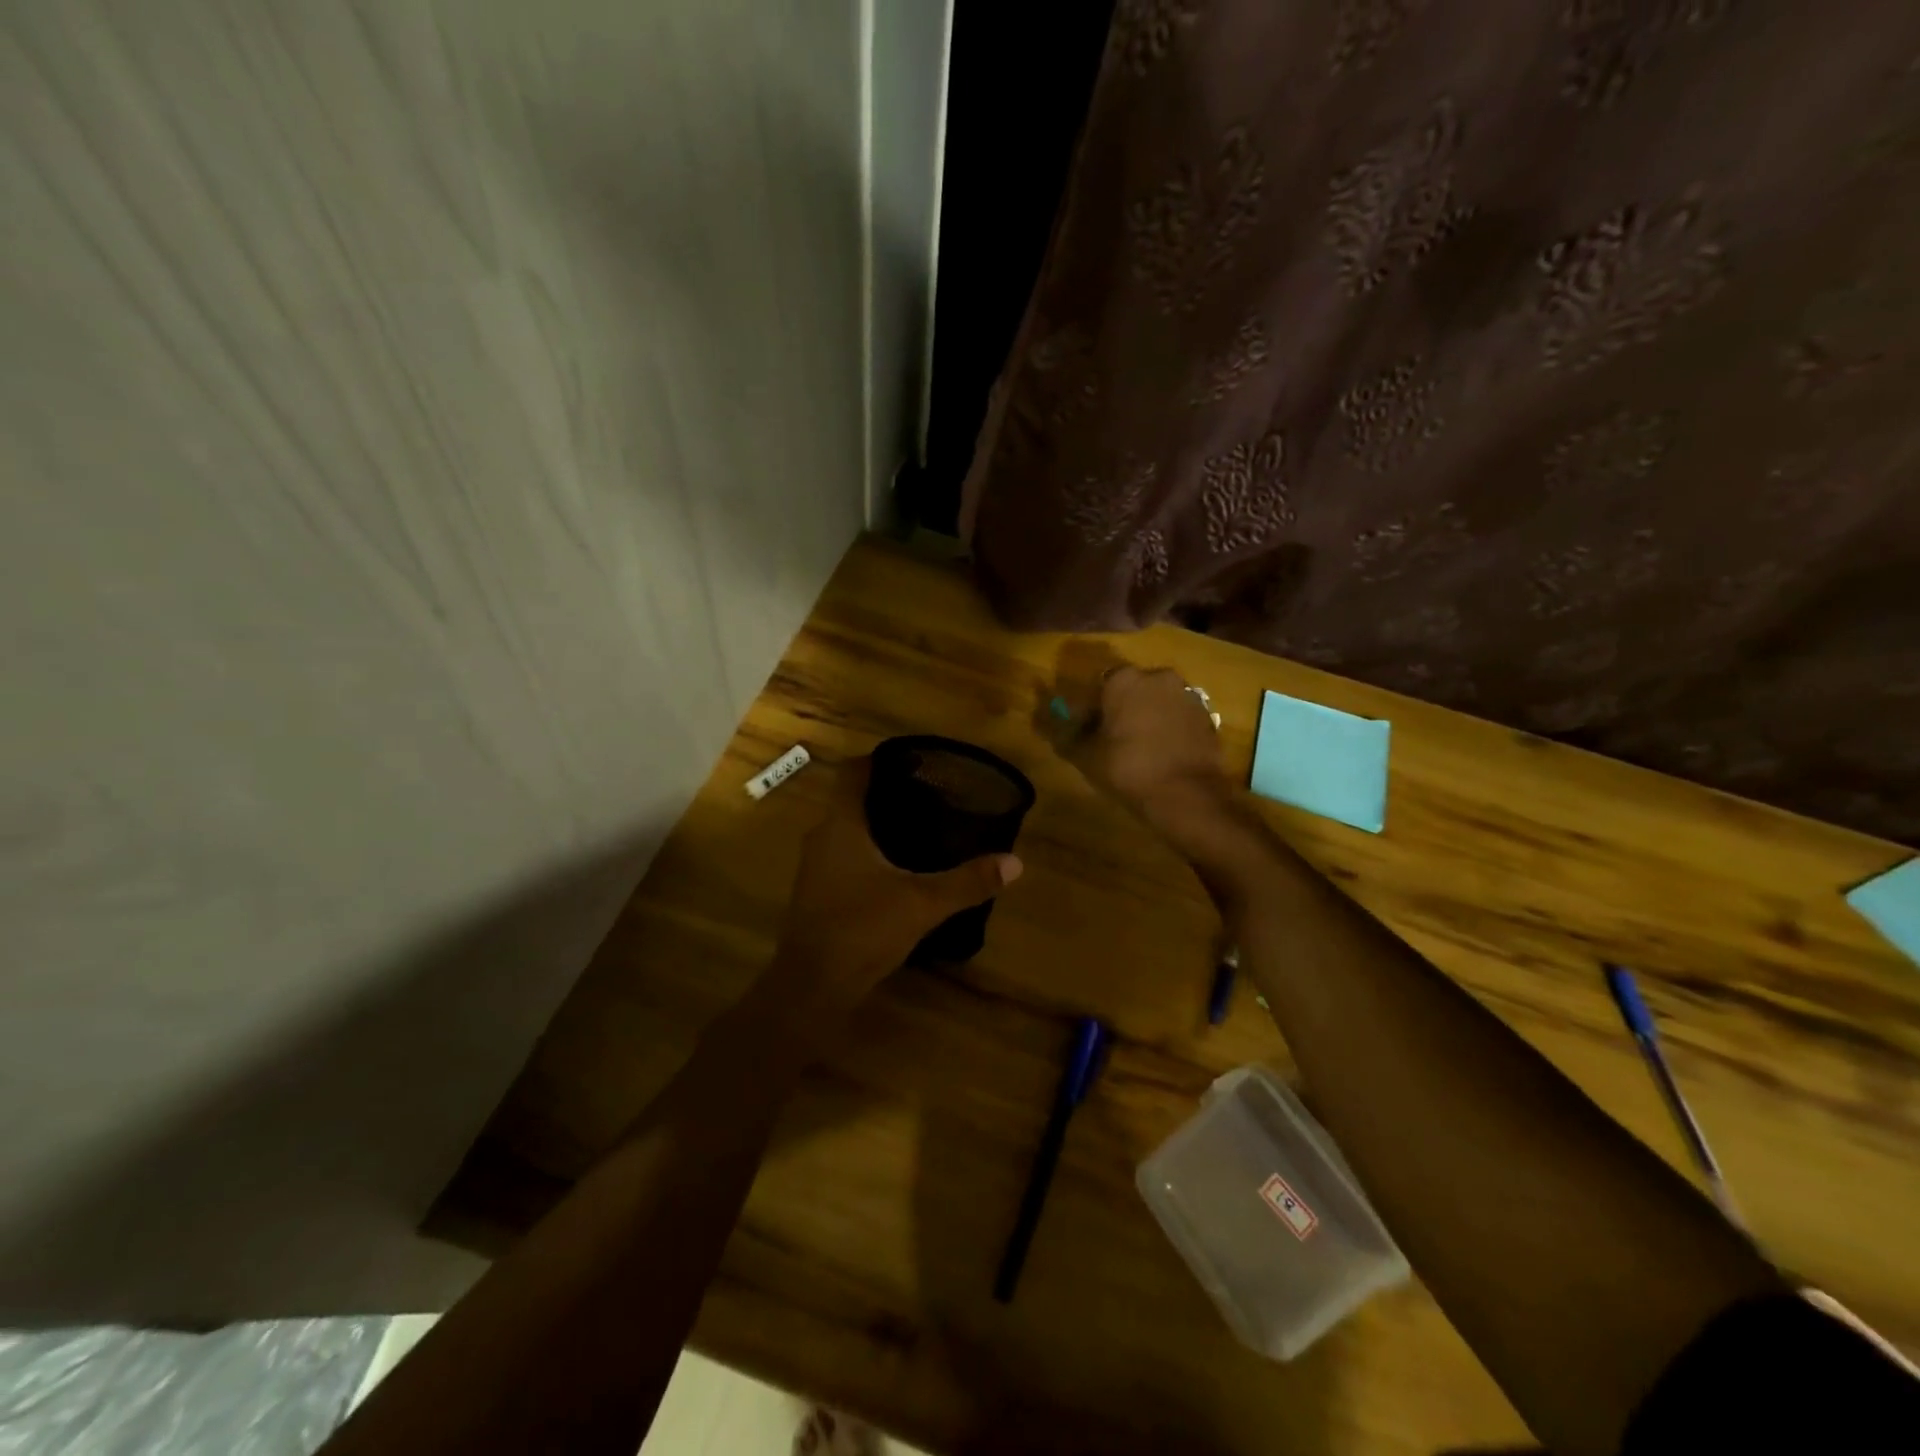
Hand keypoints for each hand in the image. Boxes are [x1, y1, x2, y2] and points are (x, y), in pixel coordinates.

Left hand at [770, 757, 1022, 1014]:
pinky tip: (896, 869)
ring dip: (876, 825)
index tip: (914, 761)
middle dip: (886, 793)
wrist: (810, 986)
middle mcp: (821, 837)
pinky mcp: (816, 892)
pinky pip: (843, 856)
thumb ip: (967, 881)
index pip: (853, 771)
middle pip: (850, 799)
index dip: (880, 759)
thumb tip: (1014, 862)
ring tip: (919, 828)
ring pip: (846, 830)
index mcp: (841, 824)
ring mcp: (814, 867)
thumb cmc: (862, 929)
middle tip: (929, 795)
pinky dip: (867, 852)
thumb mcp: (922, 903)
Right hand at [1048, 652, 1234, 843]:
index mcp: (1123, 679)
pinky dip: (1170, 727)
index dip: (1094, 708)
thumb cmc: (1128, 768)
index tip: (1090, 730)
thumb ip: (1069, 734)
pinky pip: (1179, 715)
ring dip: (1149, 715)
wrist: (1185, 794)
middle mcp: (1157, 676)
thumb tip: (1059, 724)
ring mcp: (1187, 694)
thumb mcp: (1086, 754)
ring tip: (1142, 747)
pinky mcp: (1207, 715)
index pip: (1100, 686)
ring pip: (1158, 700)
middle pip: (1133, 689)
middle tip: (1116, 737)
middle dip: (1124, 707)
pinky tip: (1164, 752)